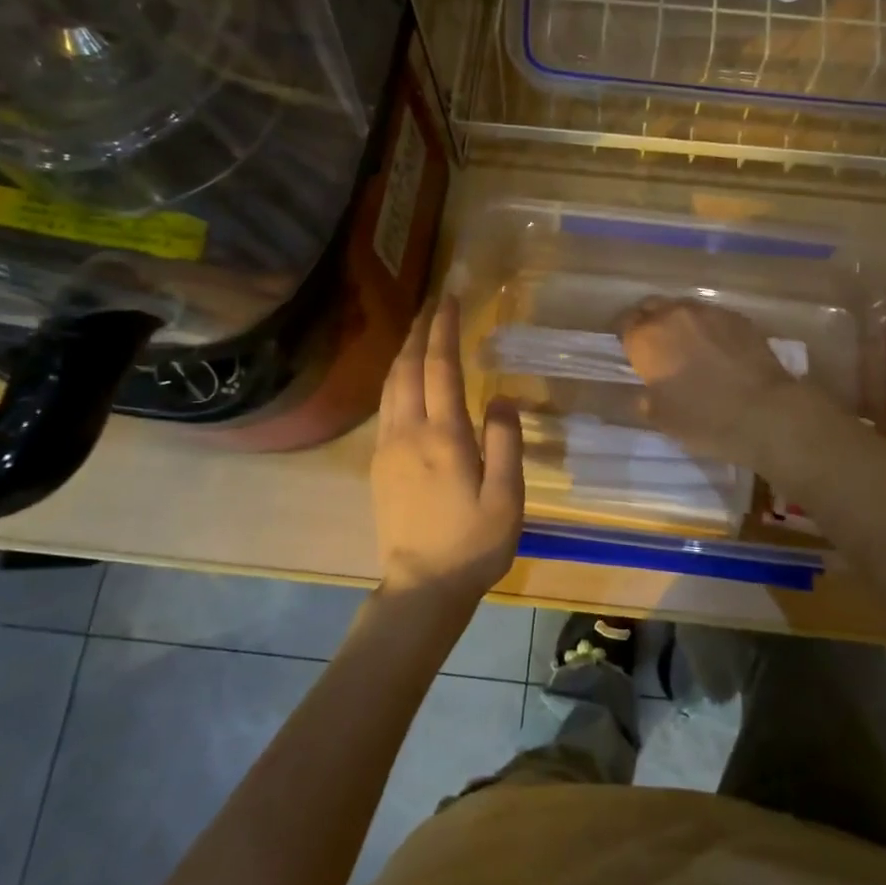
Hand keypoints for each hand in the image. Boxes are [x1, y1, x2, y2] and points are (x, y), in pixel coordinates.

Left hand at [372, 296, 523, 605]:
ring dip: (404, 351)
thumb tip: (504, 397)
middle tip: (432, 302)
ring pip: (391, 385)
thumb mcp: (506, 497)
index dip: (444, 329)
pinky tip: (405, 378)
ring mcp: (388, 447)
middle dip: (419, 330)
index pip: (441, 367)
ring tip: (418, 330)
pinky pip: (385, 406)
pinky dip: (396, 378)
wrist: (422, 587)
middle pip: (408, 368)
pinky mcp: (379, 463)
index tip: (450, 297)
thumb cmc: (473, 543)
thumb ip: (506, 442)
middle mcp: (409, 432)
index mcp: (444, 436)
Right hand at [617, 297, 806, 467]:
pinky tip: (716, 348)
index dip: (624, 336)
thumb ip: (646, 400)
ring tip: (687, 345)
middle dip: (649, 322)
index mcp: (647, 339)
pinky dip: (707, 328)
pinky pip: (712, 316)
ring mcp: (708, 312)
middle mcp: (673, 315)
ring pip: (683, 308)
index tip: (628, 351)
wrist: (764, 412)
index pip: (624, 324)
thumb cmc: (704, 419)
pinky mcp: (737, 317)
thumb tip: (645, 393)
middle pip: (652, 307)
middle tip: (654, 346)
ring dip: (679, 322)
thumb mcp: (662, 419)